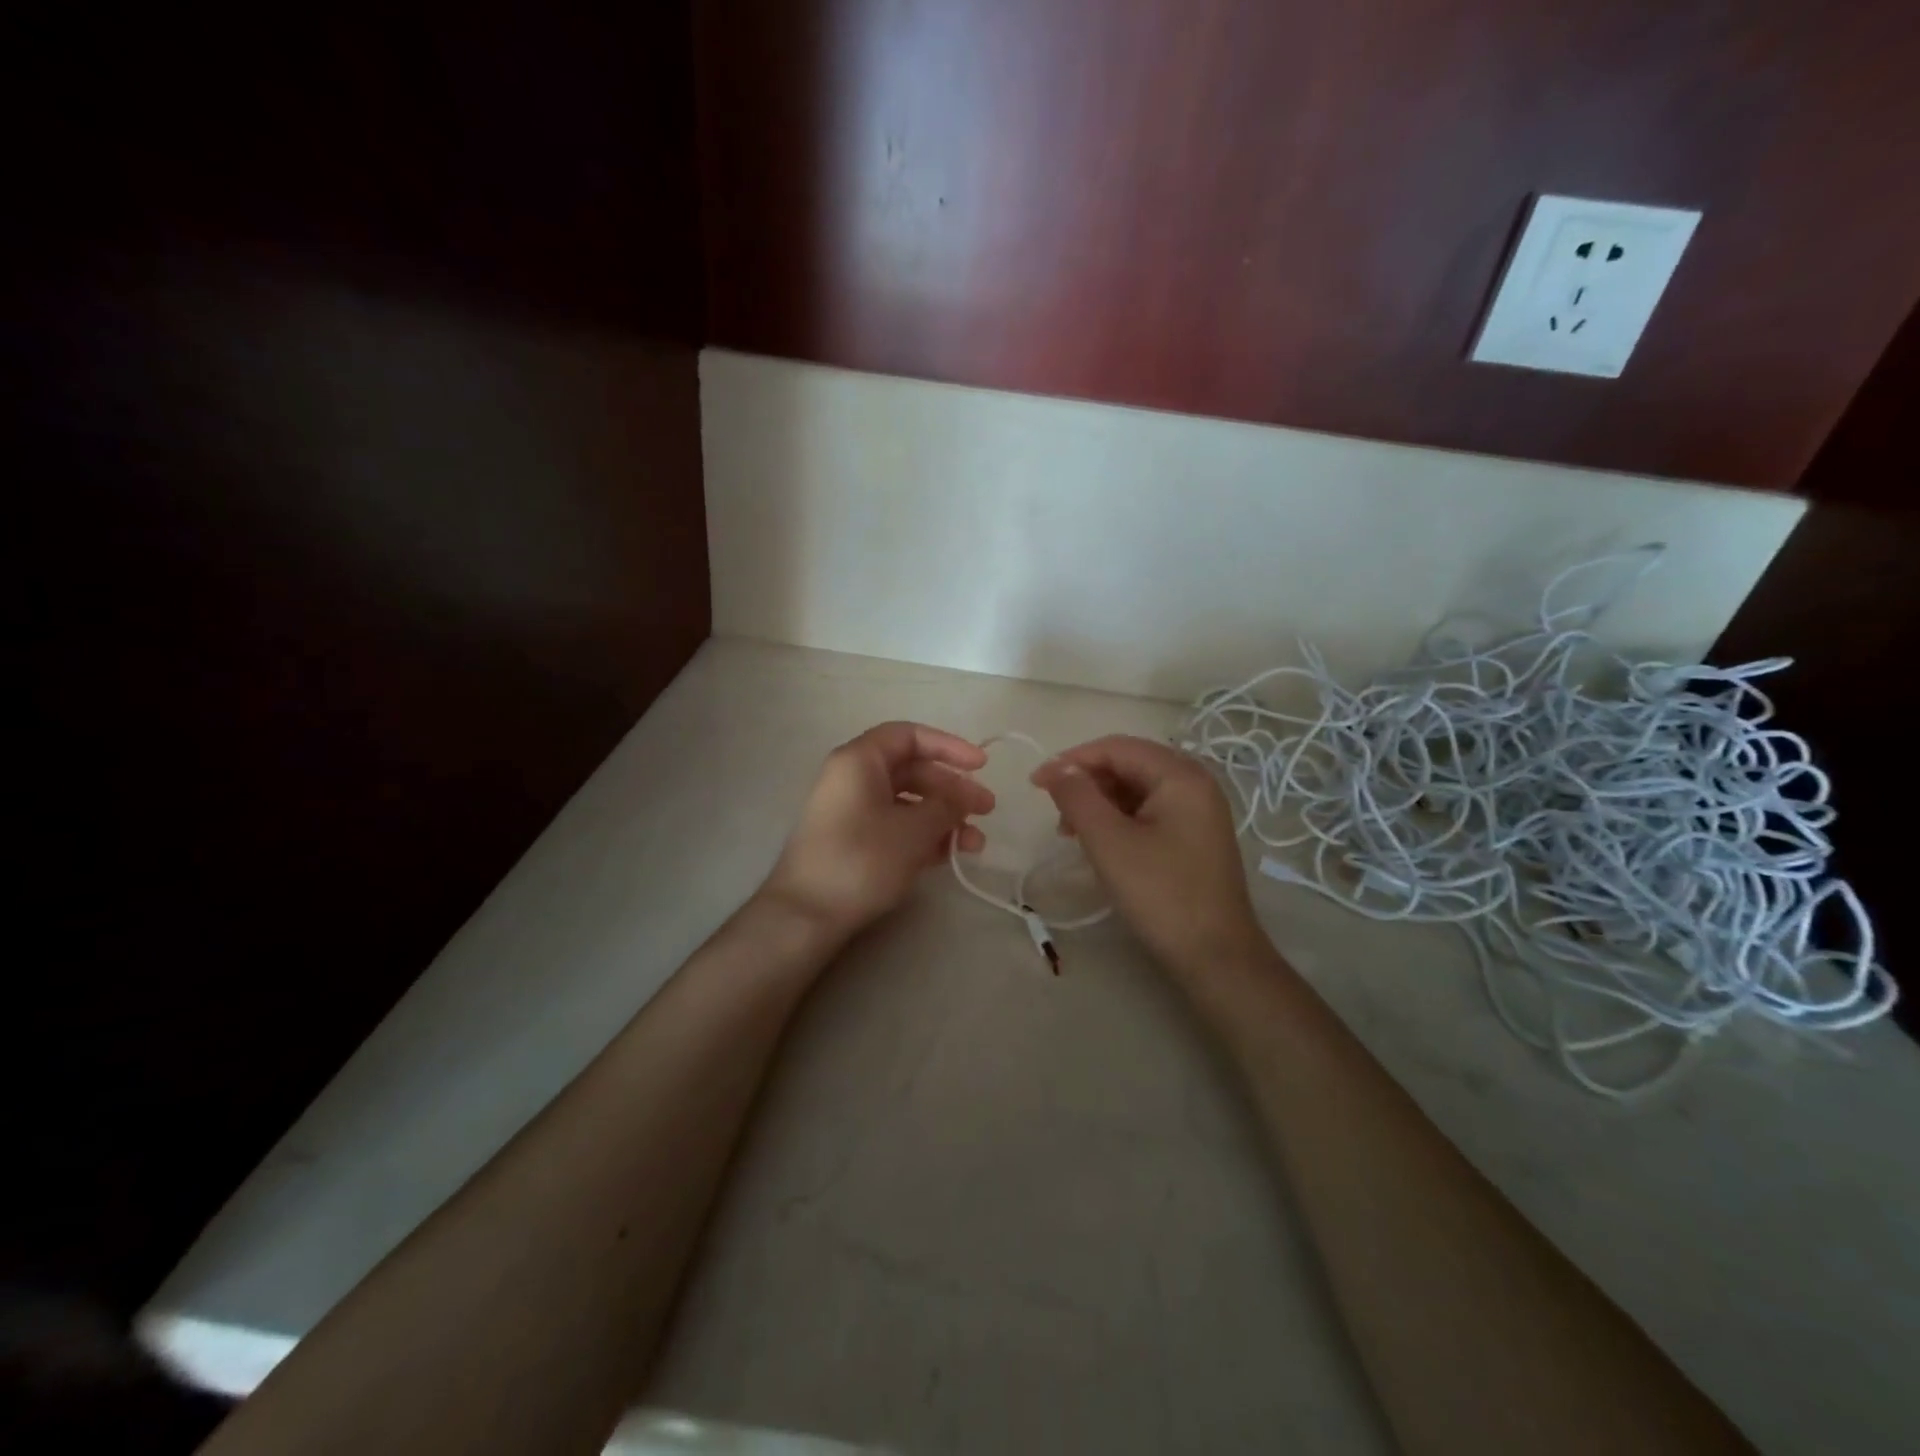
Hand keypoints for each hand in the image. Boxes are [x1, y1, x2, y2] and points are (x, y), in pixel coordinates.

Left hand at [762, 721, 994, 940]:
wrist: (805, 914)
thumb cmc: (861, 859)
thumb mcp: (913, 830)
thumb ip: (945, 807)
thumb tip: (962, 798)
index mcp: (860, 761)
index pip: (909, 736)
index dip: (949, 746)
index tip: (981, 766)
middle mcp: (853, 778)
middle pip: (912, 770)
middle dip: (952, 789)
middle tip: (987, 810)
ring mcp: (852, 811)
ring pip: (907, 802)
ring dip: (944, 818)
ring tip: (975, 844)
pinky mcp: (853, 841)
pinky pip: (896, 826)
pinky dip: (924, 835)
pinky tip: (950, 855)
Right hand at [1032, 736, 1266, 977]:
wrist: (1216, 957)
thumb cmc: (1161, 894)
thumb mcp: (1109, 842)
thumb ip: (1078, 796)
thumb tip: (1055, 767)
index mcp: (1180, 775)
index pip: (1117, 747)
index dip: (1072, 760)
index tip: (1035, 783)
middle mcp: (1195, 782)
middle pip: (1128, 764)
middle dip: (1086, 783)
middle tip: (1054, 813)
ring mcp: (1198, 810)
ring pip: (1136, 789)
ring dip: (1099, 802)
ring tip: (1070, 832)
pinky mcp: (1195, 835)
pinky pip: (1149, 811)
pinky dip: (1118, 819)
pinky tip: (1099, 842)